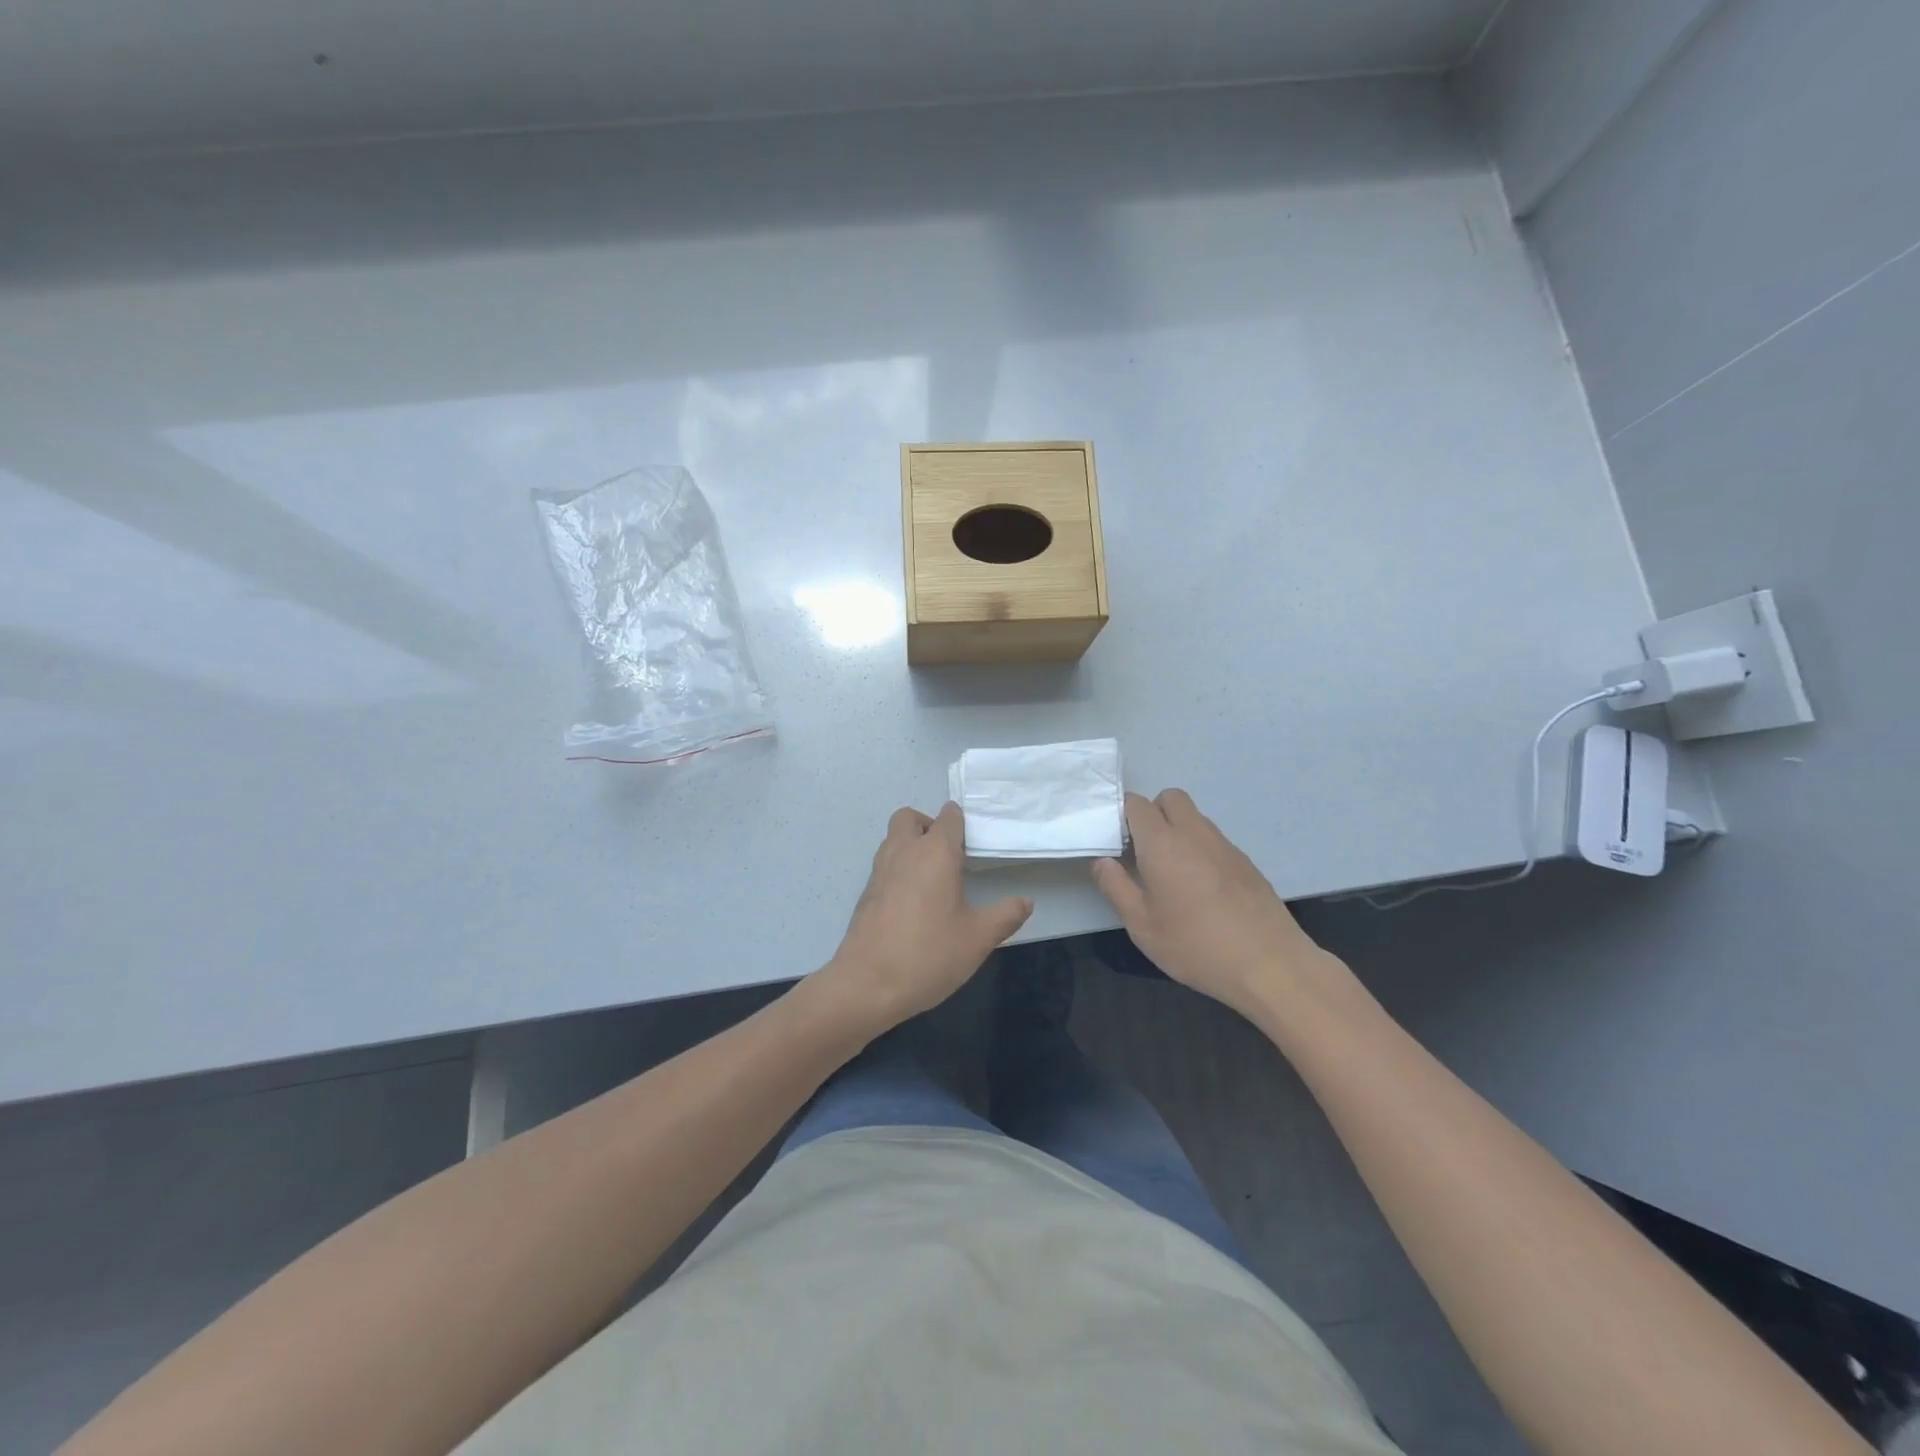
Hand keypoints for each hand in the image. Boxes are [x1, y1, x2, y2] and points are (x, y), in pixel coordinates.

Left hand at [820, 803, 1032, 1034]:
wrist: (867, 984)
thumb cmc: (929, 954)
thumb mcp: (978, 938)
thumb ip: (1005, 916)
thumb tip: (1025, 901)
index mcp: (934, 853)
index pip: (948, 818)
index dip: (961, 822)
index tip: (973, 842)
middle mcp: (903, 852)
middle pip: (910, 817)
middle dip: (928, 825)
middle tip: (949, 855)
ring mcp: (879, 871)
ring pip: (893, 839)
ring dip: (911, 845)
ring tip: (934, 879)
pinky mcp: (866, 893)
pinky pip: (884, 865)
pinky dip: (899, 869)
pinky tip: (914, 903)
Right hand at [1092, 789, 1356, 1022]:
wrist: (1270, 965)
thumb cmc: (1196, 945)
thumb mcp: (1142, 925)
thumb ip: (1116, 887)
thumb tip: (1102, 861)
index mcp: (1163, 842)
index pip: (1137, 804)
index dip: (1122, 815)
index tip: (1116, 842)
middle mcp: (1195, 833)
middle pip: (1171, 798)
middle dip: (1153, 812)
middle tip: (1143, 851)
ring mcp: (1225, 845)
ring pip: (1195, 818)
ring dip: (1178, 830)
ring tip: (1172, 874)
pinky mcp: (1246, 862)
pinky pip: (1215, 840)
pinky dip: (1201, 849)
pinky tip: (1202, 890)